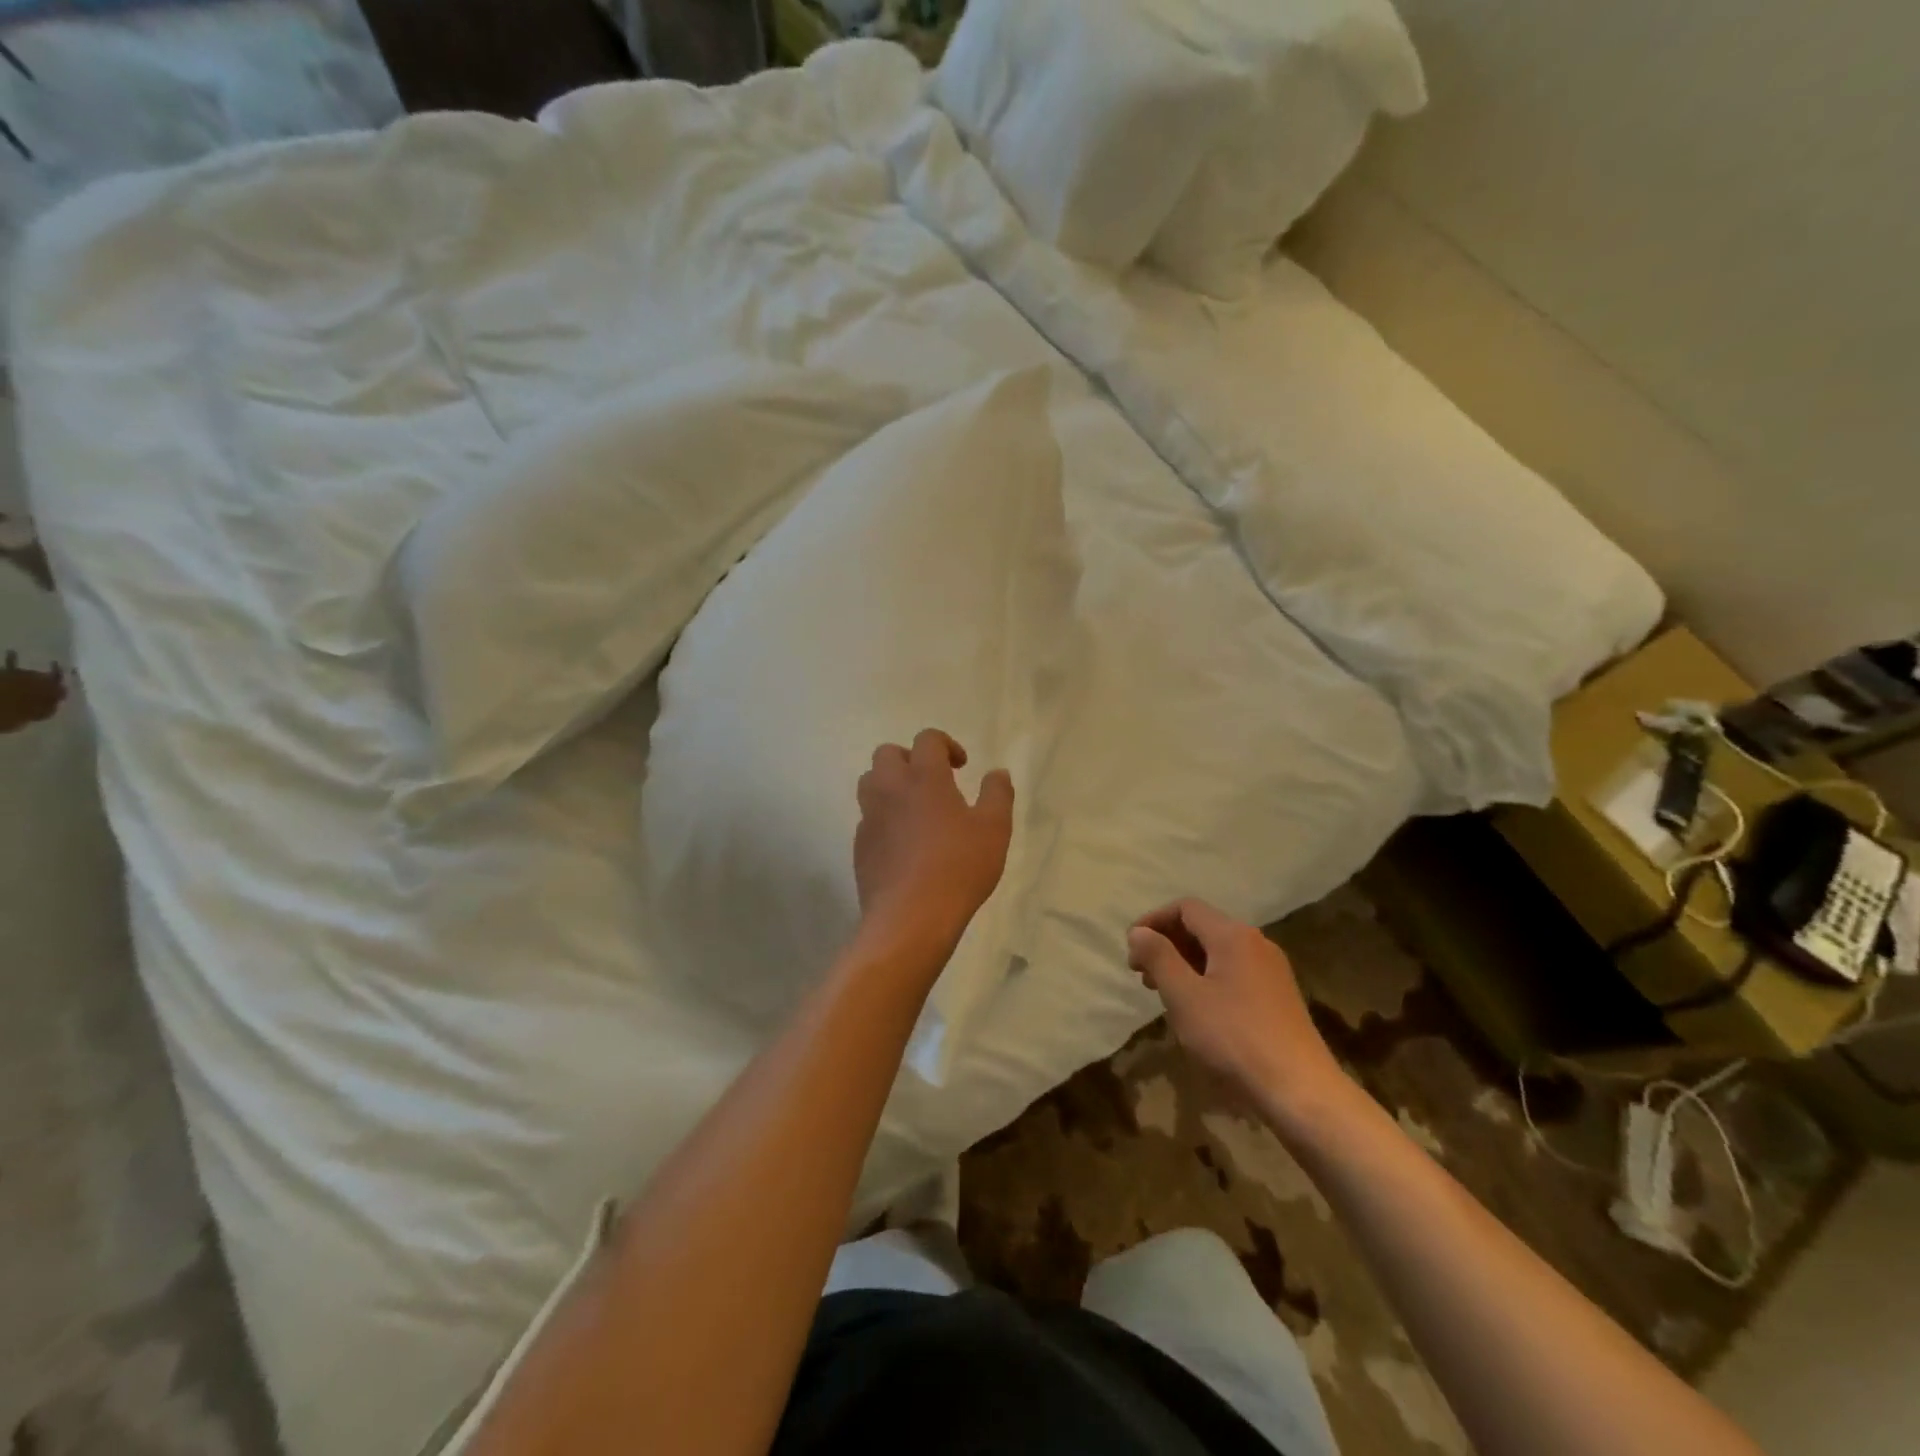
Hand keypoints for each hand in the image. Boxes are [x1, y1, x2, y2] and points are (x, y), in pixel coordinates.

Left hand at [854, 729, 1013, 971]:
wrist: (910, 918)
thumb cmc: (959, 867)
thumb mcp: (994, 829)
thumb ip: (997, 794)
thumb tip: (997, 772)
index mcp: (924, 777)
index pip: (927, 740)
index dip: (945, 745)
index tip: (961, 766)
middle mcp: (890, 789)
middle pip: (887, 754)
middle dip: (910, 759)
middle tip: (933, 781)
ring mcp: (869, 817)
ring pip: (870, 783)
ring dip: (890, 784)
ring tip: (914, 808)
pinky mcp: (859, 846)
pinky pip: (867, 818)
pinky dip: (883, 818)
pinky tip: (903, 843)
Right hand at [1126, 899, 1351, 1130]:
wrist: (1300, 1091)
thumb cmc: (1233, 1037)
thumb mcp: (1184, 996)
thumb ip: (1158, 957)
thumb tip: (1139, 931)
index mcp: (1233, 935)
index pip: (1185, 908)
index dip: (1153, 921)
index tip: (1131, 950)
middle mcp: (1256, 943)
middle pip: (1202, 927)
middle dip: (1167, 944)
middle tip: (1142, 975)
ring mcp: (1271, 970)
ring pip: (1217, 952)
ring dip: (1185, 964)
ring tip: (1164, 994)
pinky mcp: (1278, 997)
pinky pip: (1234, 972)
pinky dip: (1206, 979)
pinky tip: (1197, 1011)